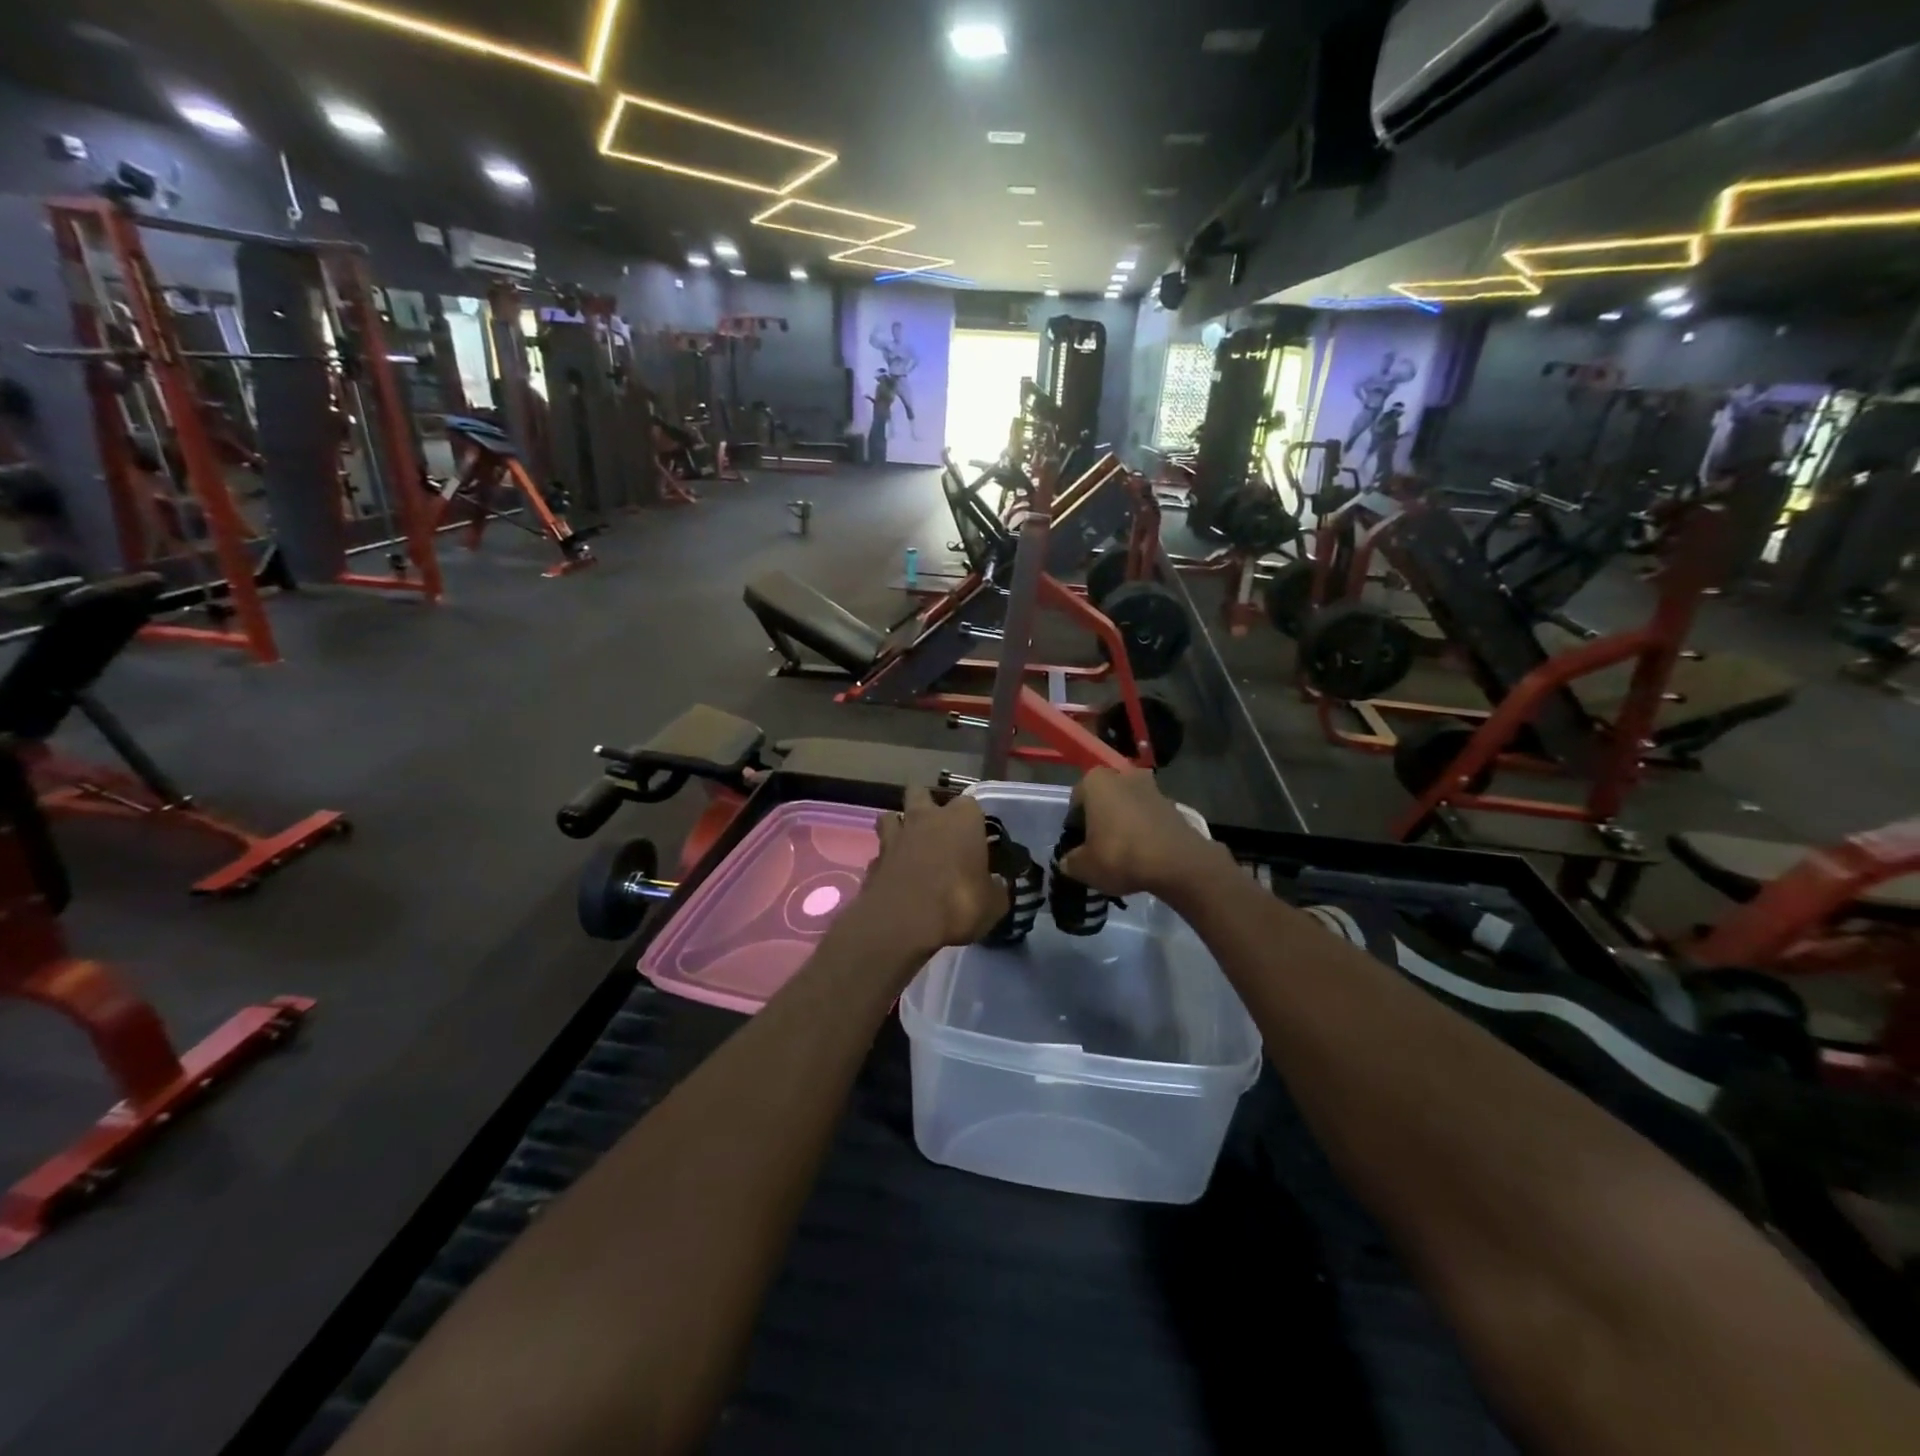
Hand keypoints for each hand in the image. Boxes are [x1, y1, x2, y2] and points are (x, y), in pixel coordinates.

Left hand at [857, 789, 1007, 950]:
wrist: (903, 921)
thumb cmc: (957, 903)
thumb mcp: (993, 904)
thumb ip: (996, 890)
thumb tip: (998, 886)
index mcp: (961, 819)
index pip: (970, 804)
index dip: (972, 819)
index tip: (976, 836)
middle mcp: (926, 818)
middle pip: (921, 792)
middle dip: (927, 804)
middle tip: (937, 828)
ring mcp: (895, 836)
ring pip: (891, 816)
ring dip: (899, 826)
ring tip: (909, 844)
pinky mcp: (873, 860)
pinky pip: (880, 851)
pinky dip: (887, 860)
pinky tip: (894, 875)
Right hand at [1058, 768, 1221, 900]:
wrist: (1177, 863)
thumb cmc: (1120, 855)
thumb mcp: (1084, 867)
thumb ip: (1071, 862)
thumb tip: (1068, 862)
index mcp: (1096, 781)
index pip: (1076, 800)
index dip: (1074, 824)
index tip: (1078, 845)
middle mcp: (1124, 776)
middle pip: (1105, 799)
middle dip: (1101, 819)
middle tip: (1099, 847)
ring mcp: (1153, 788)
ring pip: (1129, 806)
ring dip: (1124, 823)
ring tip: (1123, 853)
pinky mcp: (1174, 806)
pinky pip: (1150, 818)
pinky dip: (1145, 831)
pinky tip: (1144, 855)